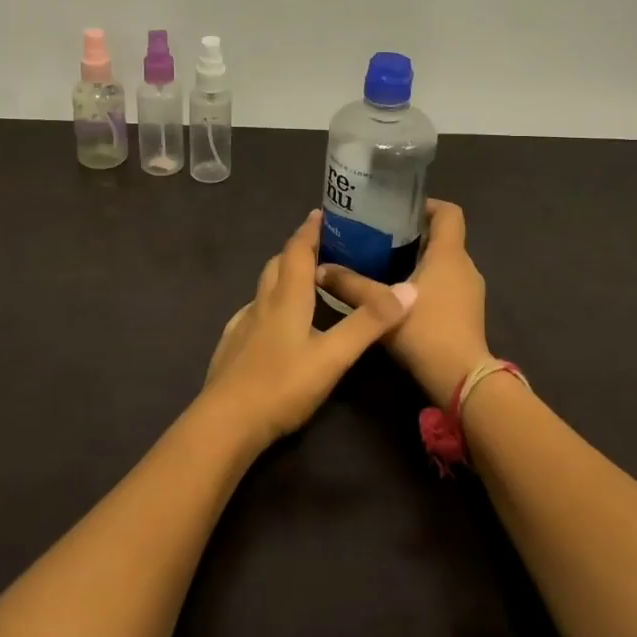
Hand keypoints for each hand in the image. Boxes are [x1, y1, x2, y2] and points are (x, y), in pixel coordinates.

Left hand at [200, 210, 412, 450]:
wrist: (227, 422)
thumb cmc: (282, 384)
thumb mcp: (334, 356)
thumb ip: (369, 323)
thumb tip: (410, 289)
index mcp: (287, 298)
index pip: (297, 251)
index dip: (309, 231)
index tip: (321, 214)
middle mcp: (262, 303)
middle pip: (277, 264)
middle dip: (297, 250)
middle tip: (320, 246)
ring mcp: (243, 325)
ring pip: (264, 288)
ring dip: (283, 276)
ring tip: (304, 282)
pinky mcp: (232, 346)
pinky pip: (253, 313)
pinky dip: (269, 305)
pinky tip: (275, 324)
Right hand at [317, 198, 489, 406]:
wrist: (461, 380)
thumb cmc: (425, 331)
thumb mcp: (380, 305)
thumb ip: (350, 285)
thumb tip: (319, 269)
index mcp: (449, 254)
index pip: (449, 212)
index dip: (426, 205)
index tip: (397, 211)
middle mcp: (465, 266)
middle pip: (443, 237)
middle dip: (413, 235)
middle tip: (378, 239)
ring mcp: (471, 291)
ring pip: (444, 263)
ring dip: (419, 261)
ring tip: (384, 267)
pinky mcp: (469, 313)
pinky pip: (447, 285)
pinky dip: (427, 283)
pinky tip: (399, 298)